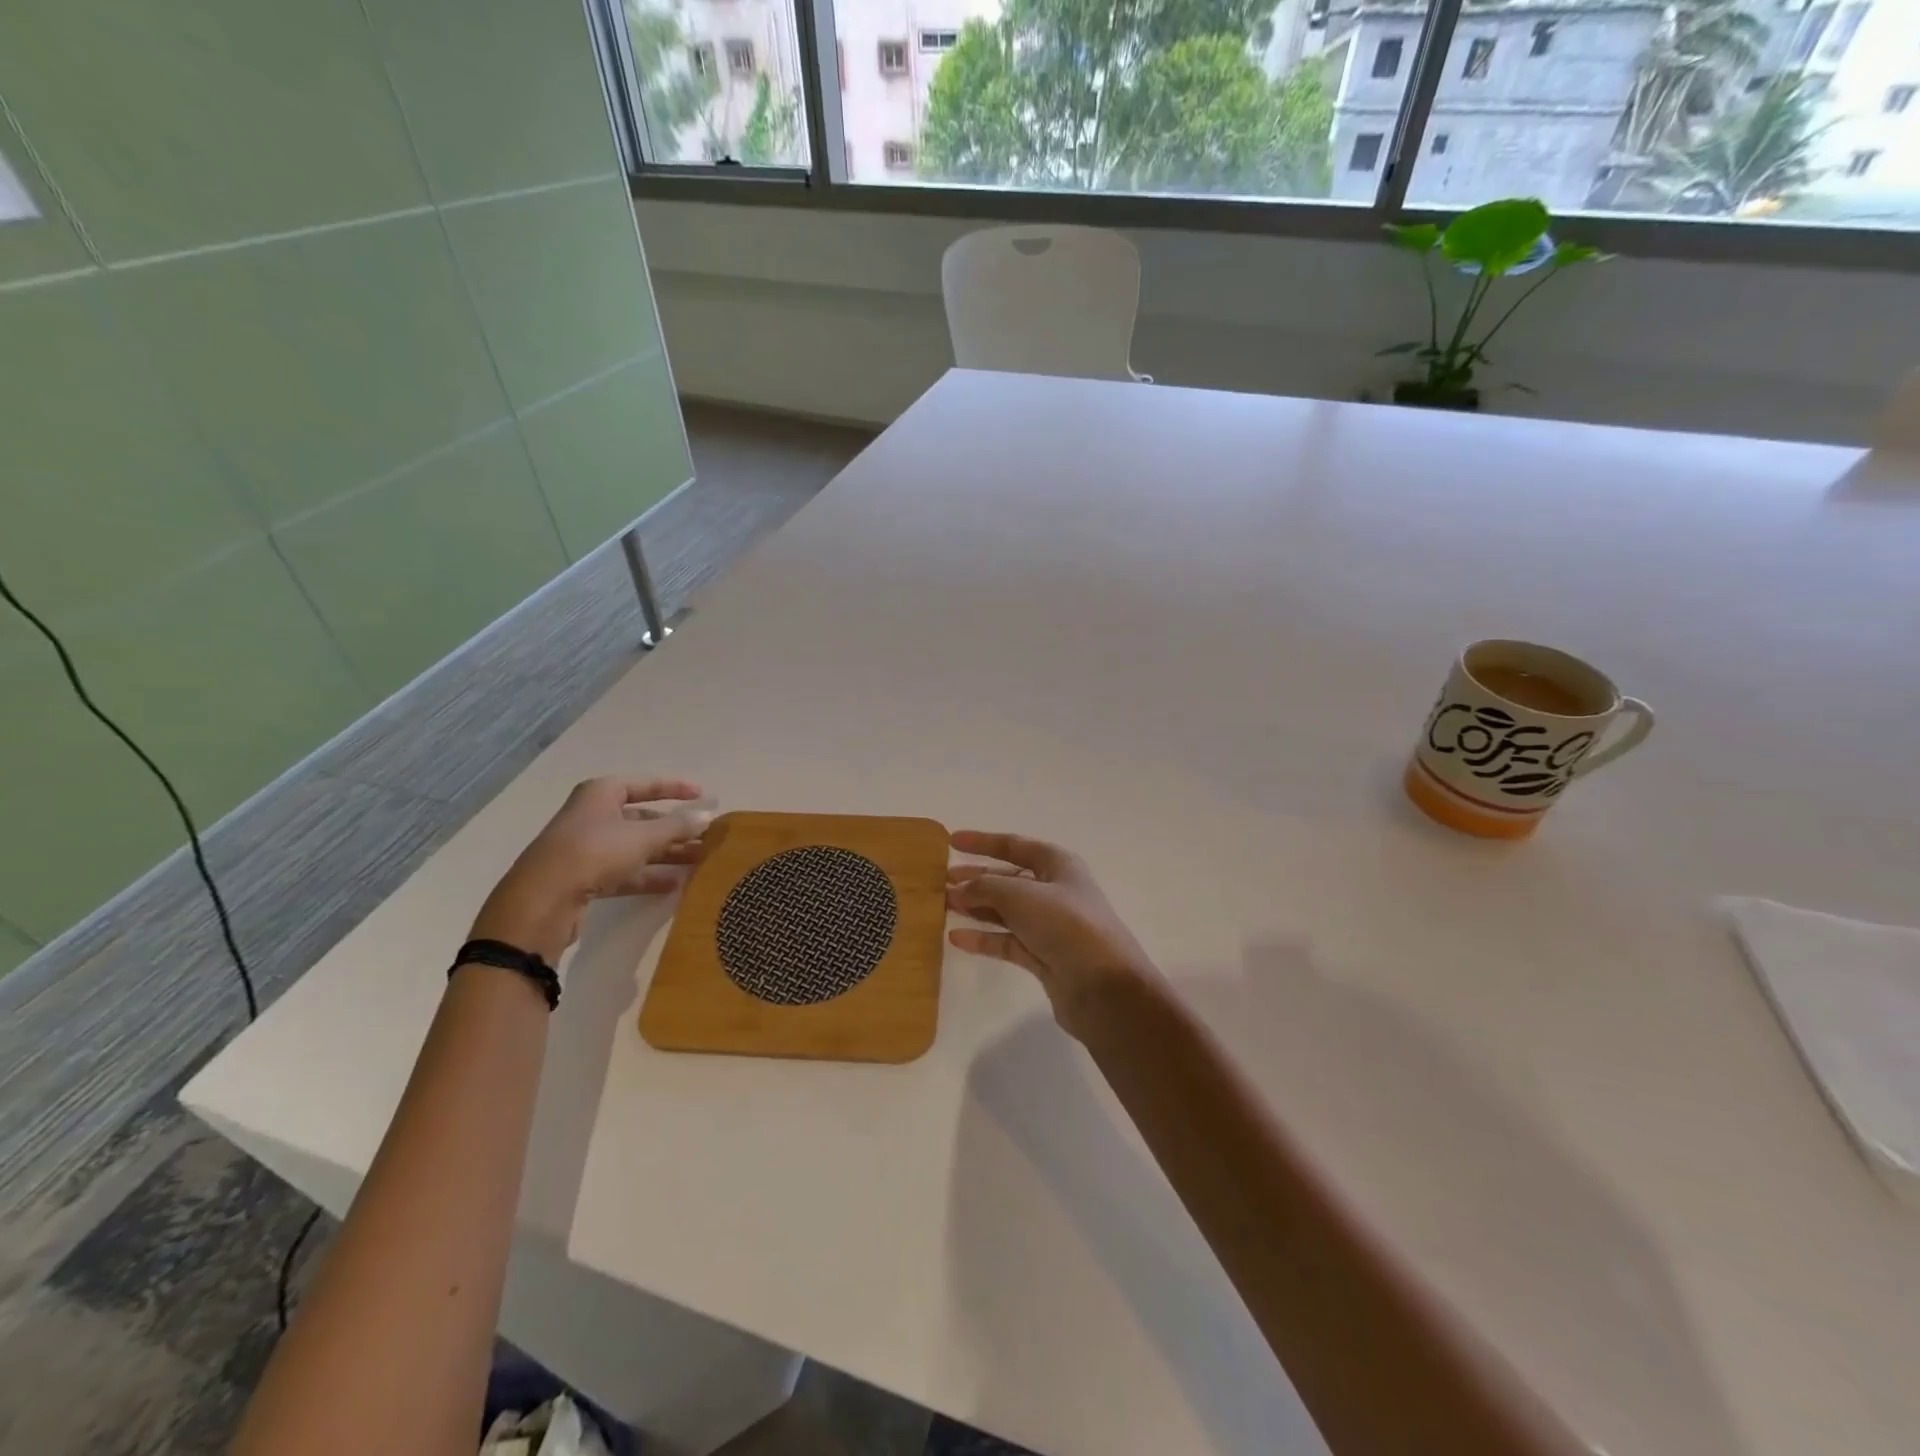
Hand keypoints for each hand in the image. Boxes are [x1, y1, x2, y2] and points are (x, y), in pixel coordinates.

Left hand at [471, 777, 711, 963]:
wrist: (542, 900)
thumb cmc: (594, 852)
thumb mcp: (643, 836)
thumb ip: (678, 826)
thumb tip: (709, 815)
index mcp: (602, 793)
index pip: (645, 784)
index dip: (674, 788)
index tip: (702, 795)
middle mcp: (593, 815)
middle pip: (642, 819)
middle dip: (675, 829)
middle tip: (706, 837)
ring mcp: (587, 847)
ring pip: (635, 847)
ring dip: (666, 854)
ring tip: (698, 862)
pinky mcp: (584, 877)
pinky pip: (624, 871)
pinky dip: (647, 876)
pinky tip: (674, 886)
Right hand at [946, 830, 1159, 1038]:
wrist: (1104, 987)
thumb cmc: (1065, 925)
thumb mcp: (1020, 895)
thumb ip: (985, 887)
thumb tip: (959, 889)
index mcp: (1057, 864)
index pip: (1014, 846)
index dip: (983, 842)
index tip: (950, 841)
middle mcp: (1055, 891)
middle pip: (1008, 879)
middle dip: (976, 877)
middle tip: (942, 879)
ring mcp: (1050, 926)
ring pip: (1006, 911)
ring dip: (976, 907)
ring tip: (943, 905)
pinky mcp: (1044, 957)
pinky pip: (1007, 941)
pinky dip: (984, 938)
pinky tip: (956, 938)